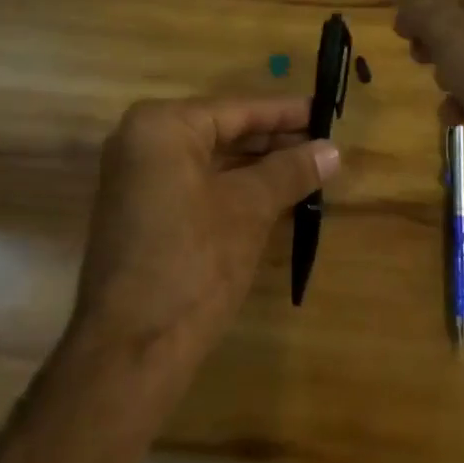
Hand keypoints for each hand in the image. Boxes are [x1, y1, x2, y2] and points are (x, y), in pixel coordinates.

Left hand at [69, 96, 338, 391]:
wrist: (130, 353)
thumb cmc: (192, 263)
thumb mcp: (249, 210)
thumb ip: (290, 171)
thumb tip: (333, 149)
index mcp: (162, 126)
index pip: (236, 109)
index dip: (285, 113)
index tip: (325, 110)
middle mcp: (142, 141)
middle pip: (222, 132)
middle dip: (273, 141)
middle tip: (323, 143)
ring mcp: (136, 179)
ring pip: (210, 160)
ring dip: (257, 167)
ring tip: (308, 168)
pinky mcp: (141, 212)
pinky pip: (195, 184)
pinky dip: (232, 188)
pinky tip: (273, 195)